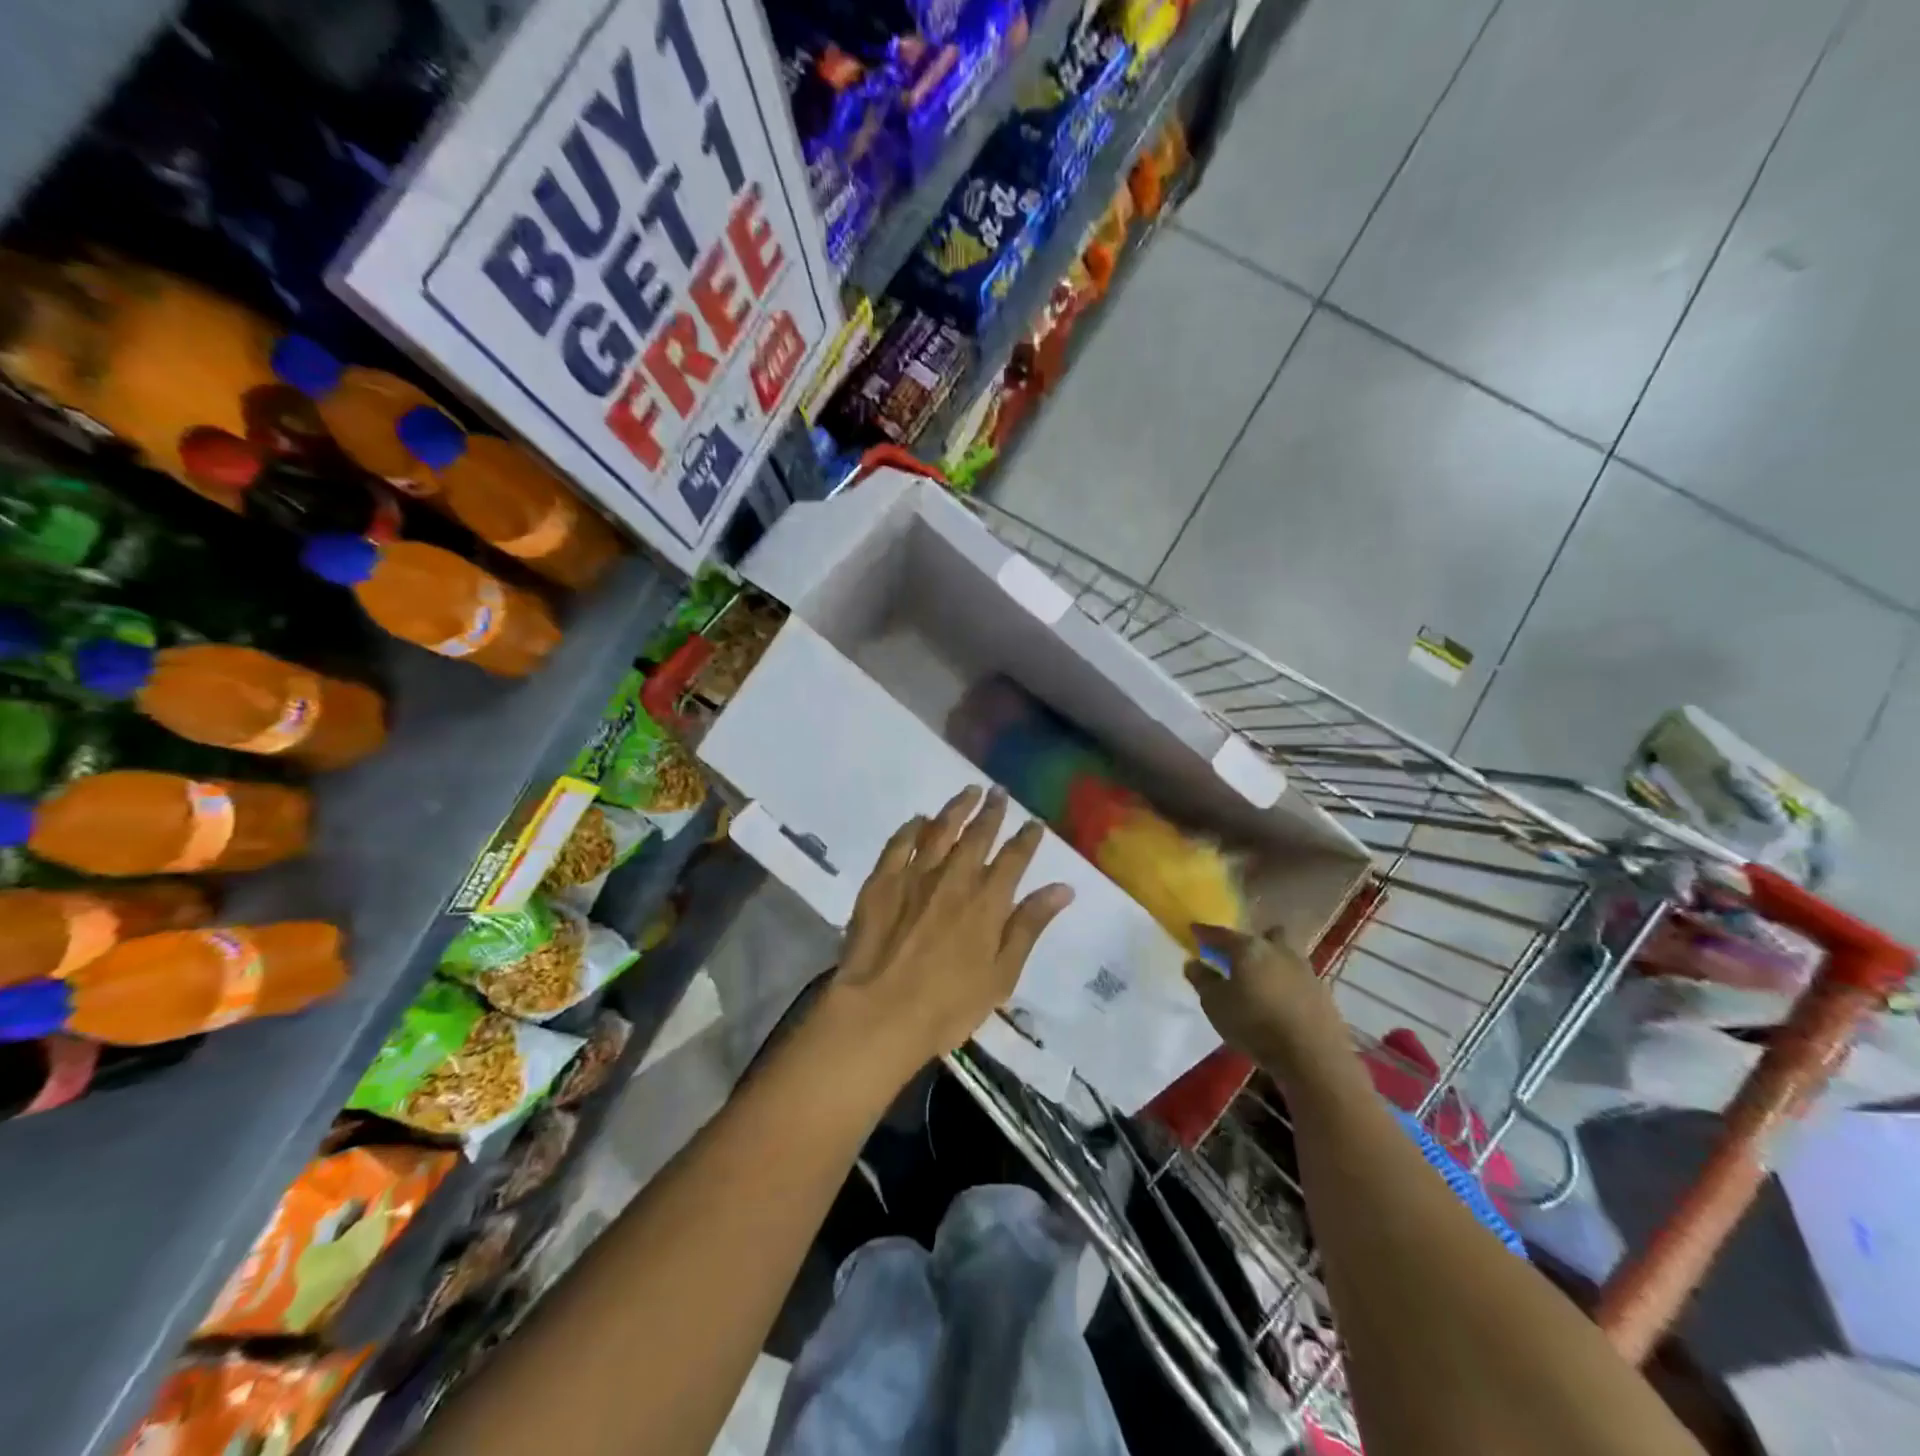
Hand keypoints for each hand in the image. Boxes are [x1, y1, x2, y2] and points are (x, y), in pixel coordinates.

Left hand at [828, 786, 1072, 1075]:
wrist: (879, 1011)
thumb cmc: (948, 1005)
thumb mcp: (1002, 974)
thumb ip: (1029, 926)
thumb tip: (1063, 888)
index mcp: (988, 900)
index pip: (1014, 858)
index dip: (1027, 838)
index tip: (1034, 822)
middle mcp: (954, 876)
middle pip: (977, 834)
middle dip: (992, 811)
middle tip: (999, 792)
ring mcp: (915, 875)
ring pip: (940, 829)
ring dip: (957, 808)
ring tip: (969, 790)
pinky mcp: (881, 880)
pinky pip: (899, 843)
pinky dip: (912, 827)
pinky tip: (919, 819)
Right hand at [1185, 924, 1356, 1086]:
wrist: (1313, 1056)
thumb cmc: (1254, 1024)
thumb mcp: (1215, 1004)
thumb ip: (1202, 980)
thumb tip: (1194, 963)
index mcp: (1250, 949)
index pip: (1223, 934)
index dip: (1206, 932)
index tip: (1195, 930)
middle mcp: (1279, 951)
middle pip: (1267, 935)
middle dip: (1254, 940)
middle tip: (1240, 956)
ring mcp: (1306, 971)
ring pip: (1287, 955)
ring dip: (1274, 962)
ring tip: (1262, 981)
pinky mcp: (1324, 994)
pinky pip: (1300, 980)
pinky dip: (1289, 985)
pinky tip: (1282, 1002)